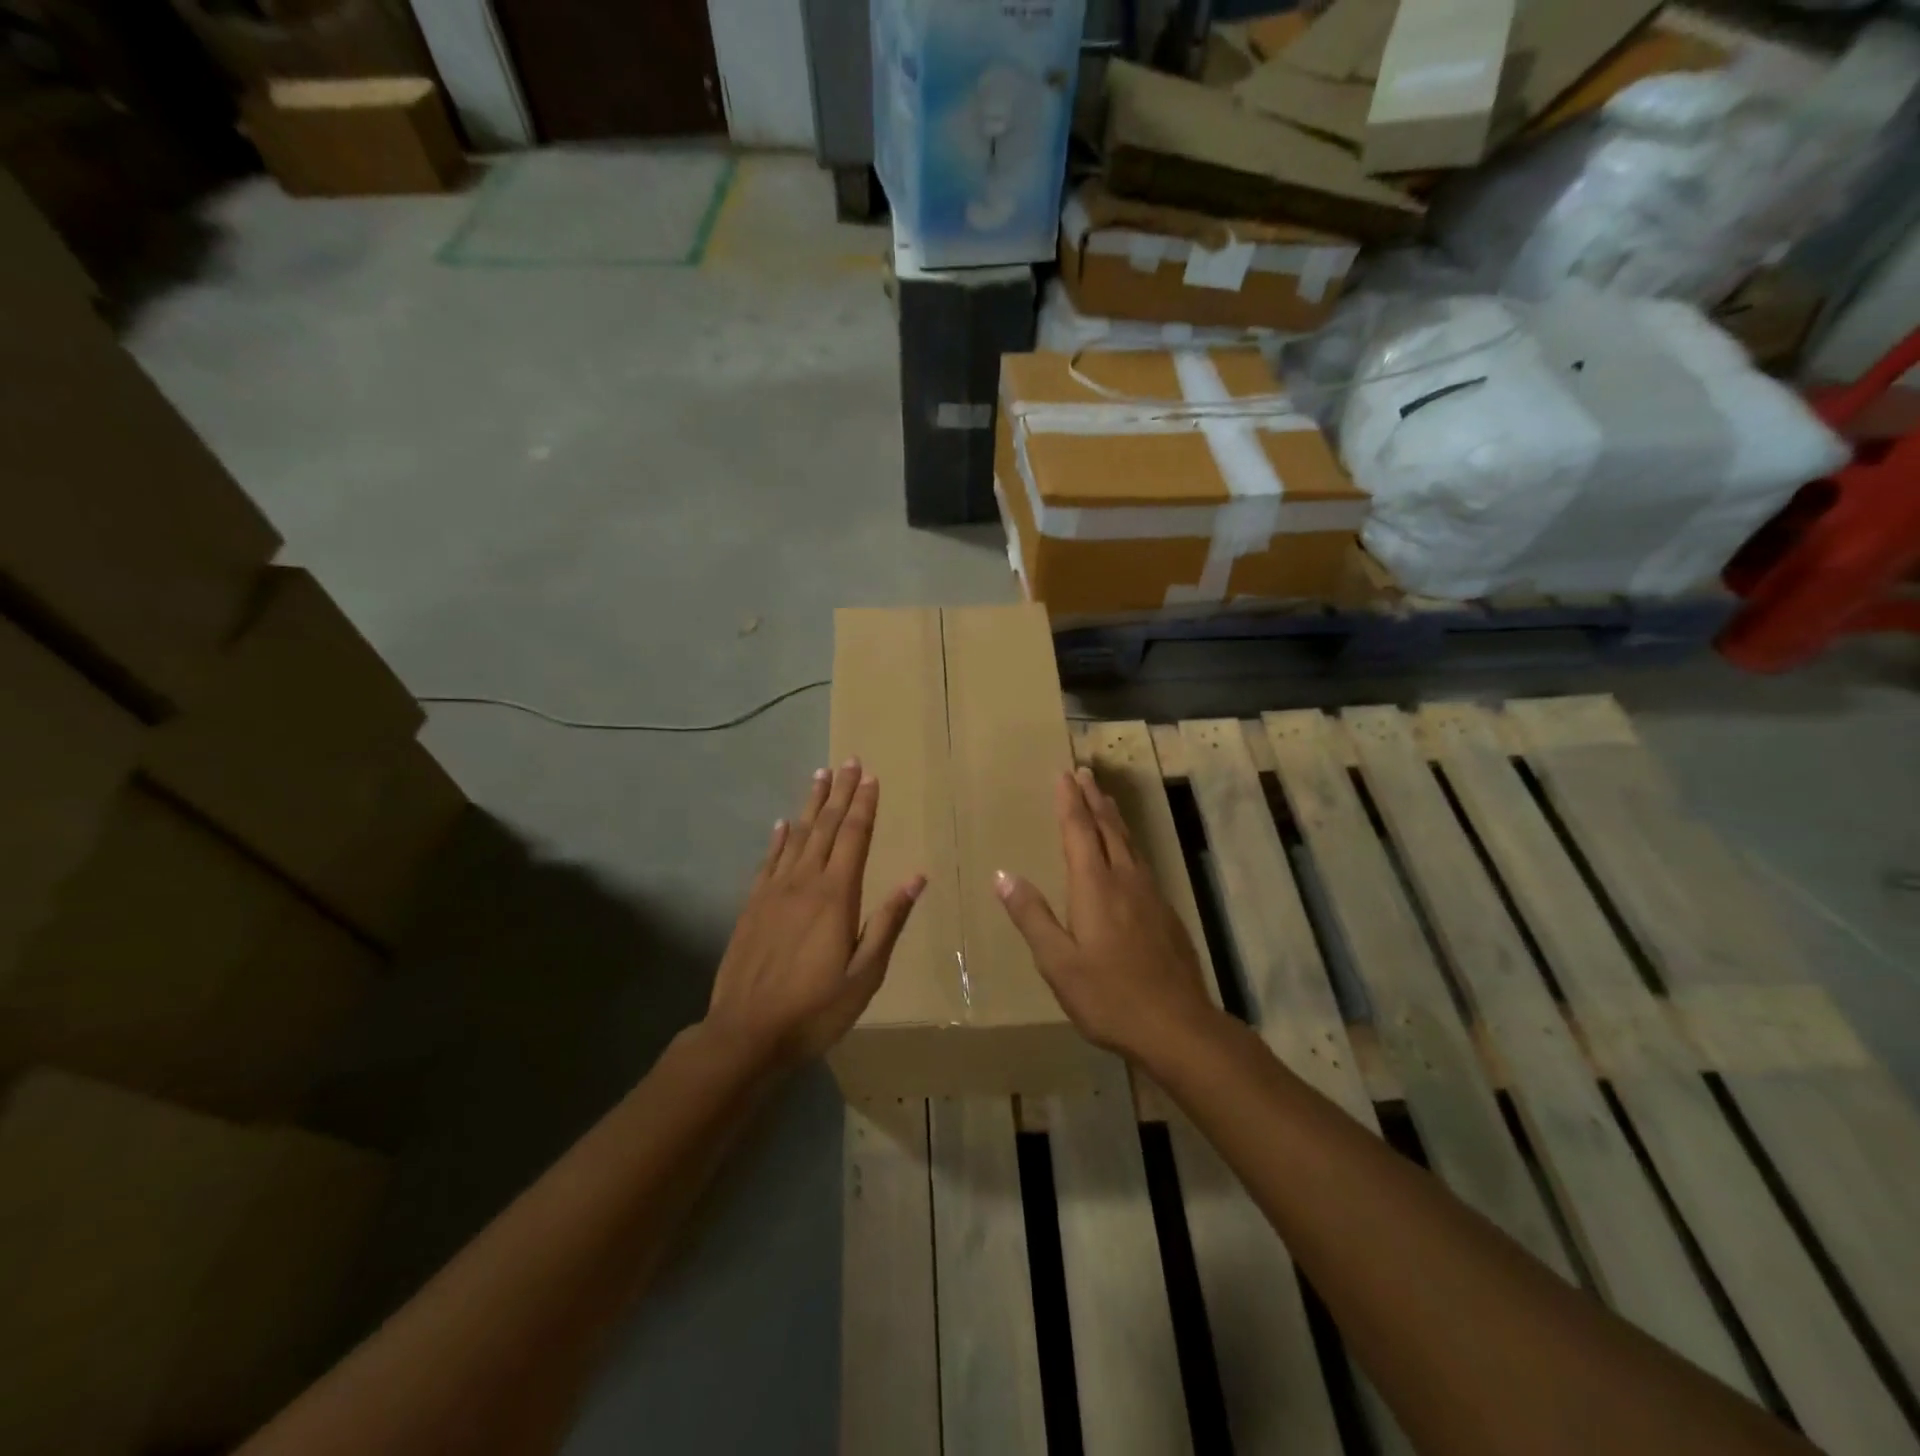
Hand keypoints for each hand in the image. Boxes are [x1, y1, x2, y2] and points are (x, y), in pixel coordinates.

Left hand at [704, 761, 924, 1070]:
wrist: (746, 1033)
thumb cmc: (816, 1008)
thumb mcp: (865, 974)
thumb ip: (889, 922)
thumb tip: (916, 877)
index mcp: (836, 896)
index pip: (853, 838)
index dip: (864, 806)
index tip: (871, 777)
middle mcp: (804, 882)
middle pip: (825, 827)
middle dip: (840, 793)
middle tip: (848, 761)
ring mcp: (773, 891)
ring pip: (796, 836)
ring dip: (810, 804)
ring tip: (820, 776)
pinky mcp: (752, 905)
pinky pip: (768, 860)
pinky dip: (778, 838)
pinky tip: (782, 823)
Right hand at [994, 766, 1222, 1064]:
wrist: (1178, 1026)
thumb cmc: (1109, 996)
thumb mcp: (1058, 962)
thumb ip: (1032, 916)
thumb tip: (1003, 875)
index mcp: (1095, 887)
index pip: (1079, 831)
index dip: (1070, 801)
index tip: (1064, 773)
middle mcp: (1125, 880)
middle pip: (1108, 828)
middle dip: (1093, 798)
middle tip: (1085, 771)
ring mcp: (1150, 895)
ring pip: (1128, 843)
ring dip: (1113, 816)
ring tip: (1104, 799)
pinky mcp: (1165, 912)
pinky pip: (1141, 861)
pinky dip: (1127, 843)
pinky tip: (1128, 854)